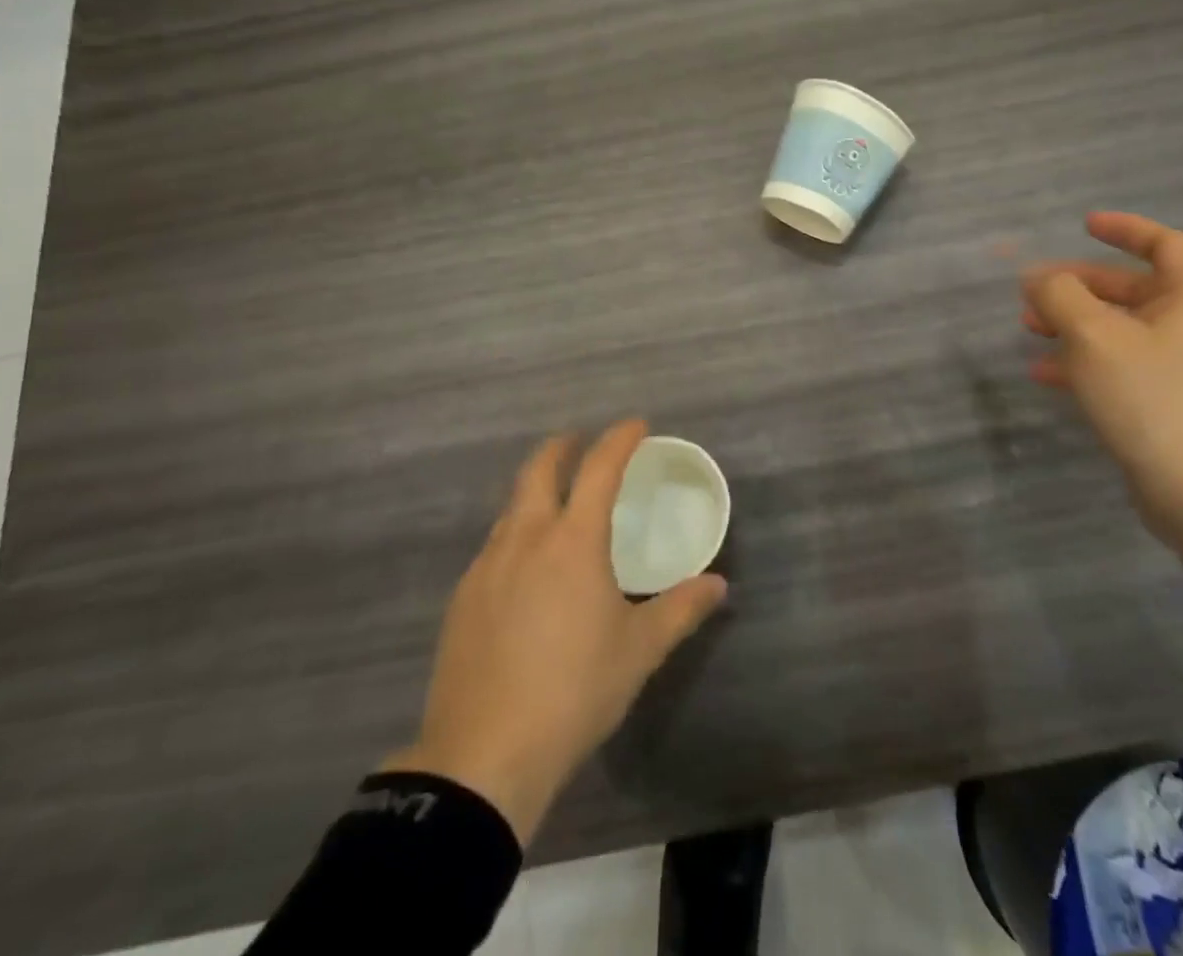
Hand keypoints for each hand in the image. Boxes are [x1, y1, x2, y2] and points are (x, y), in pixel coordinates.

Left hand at [382, 421, 727, 843]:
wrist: (483, 758)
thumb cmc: (574, 692)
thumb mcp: (639, 651)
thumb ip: (681, 610)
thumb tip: (719, 585)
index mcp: (572, 541)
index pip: (599, 469)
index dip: (619, 439)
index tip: (636, 425)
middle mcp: (525, 538)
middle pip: (539, 469)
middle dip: (563, 446)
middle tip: (582, 441)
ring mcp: (486, 566)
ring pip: (512, 507)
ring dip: (536, 490)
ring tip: (558, 504)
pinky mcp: (462, 598)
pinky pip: (494, 546)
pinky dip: (517, 533)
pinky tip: (526, 568)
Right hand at [1022, 212, 1182, 576]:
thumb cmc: (1152, 400)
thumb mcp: (1095, 339)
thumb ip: (1060, 297)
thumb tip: (1038, 277)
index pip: (1165, 244)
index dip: (1125, 229)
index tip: (1083, 225)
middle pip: (1133, 289)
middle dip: (1079, 285)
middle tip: (1033, 291)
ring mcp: (1182, 369)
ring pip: (1120, 329)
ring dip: (1073, 323)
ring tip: (1028, 328)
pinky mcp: (1167, 404)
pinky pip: (1120, 366)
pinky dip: (1083, 361)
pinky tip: (1044, 372)